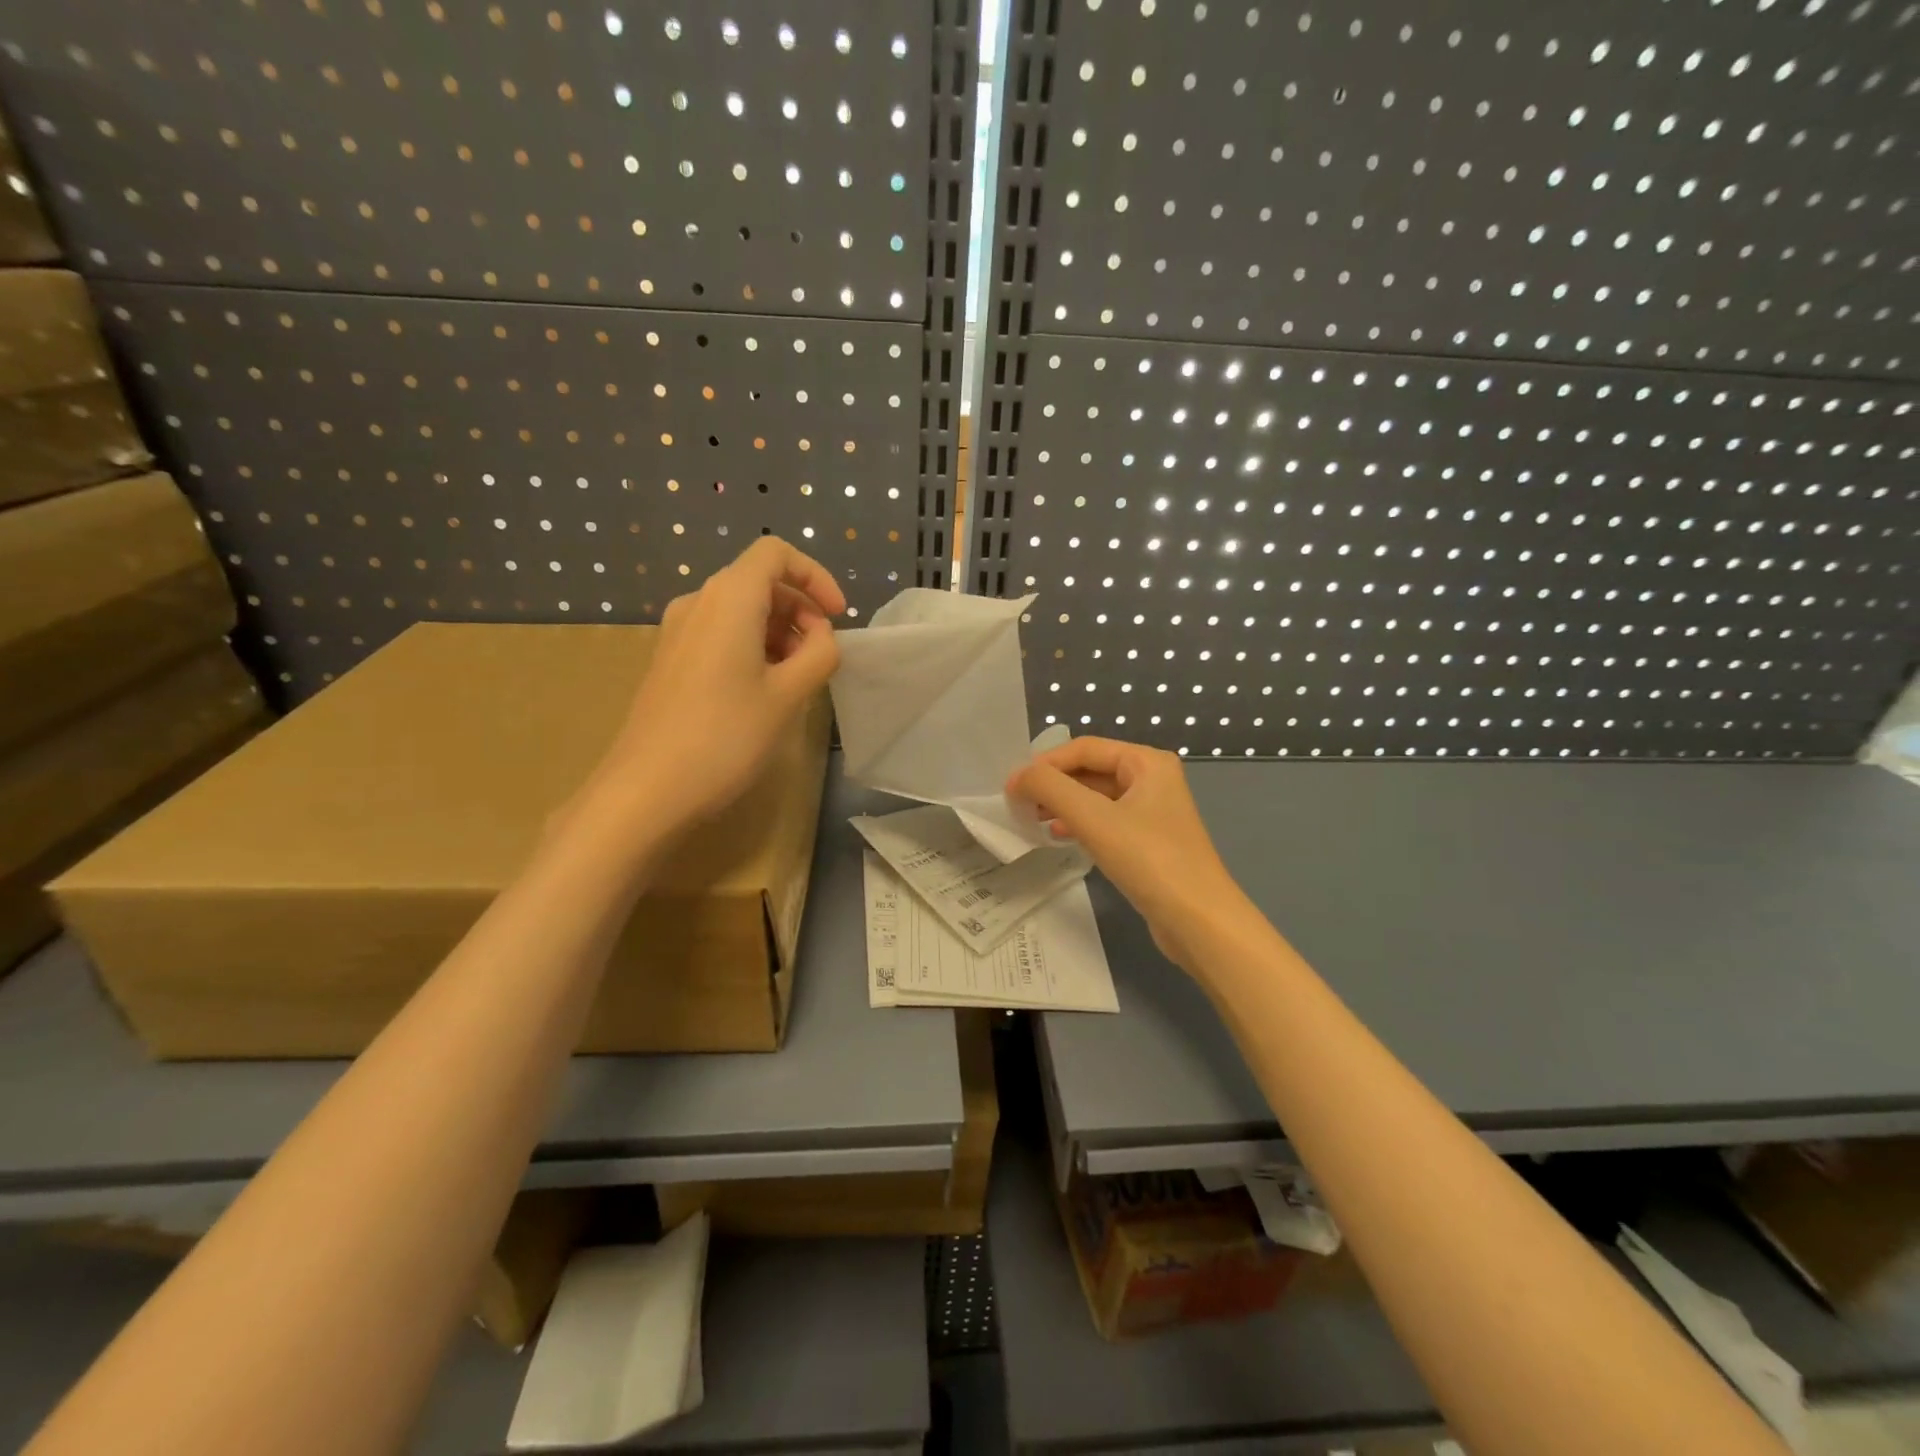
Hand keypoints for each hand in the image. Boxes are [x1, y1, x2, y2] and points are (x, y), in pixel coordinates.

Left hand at [586, 537, 844, 836]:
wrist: (646, 789)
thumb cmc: (725, 736)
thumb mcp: (788, 696)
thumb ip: (819, 655)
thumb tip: (823, 638)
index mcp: (729, 598)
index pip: (776, 554)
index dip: (816, 577)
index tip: (838, 617)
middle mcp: (697, 602)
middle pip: (759, 581)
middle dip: (801, 610)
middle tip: (822, 656)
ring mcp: (677, 632)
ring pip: (740, 610)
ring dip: (779, 632)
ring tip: (798, 678)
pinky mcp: (669, 660)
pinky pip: (719, 634)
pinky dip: (752, 647)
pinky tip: (764, 690)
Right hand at [1007, 737, 1248, 971]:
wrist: (1199, 921)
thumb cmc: (1148, 859)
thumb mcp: (1093, 818)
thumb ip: (1050, 787)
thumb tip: (1017, 776)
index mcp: (1147, 762)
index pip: (1084, 748)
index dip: (1045, 763)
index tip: (1012, 786)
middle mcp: (1153, 779)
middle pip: (1090, 770)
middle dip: (1053, 784)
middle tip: (1019, 804)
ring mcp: (1153, 812)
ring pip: (1096, 798)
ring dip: (1063, 804)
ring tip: (1032, 819)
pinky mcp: (1149, 842)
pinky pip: (1106, 821)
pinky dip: (1080, 824)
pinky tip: (1059, 836)